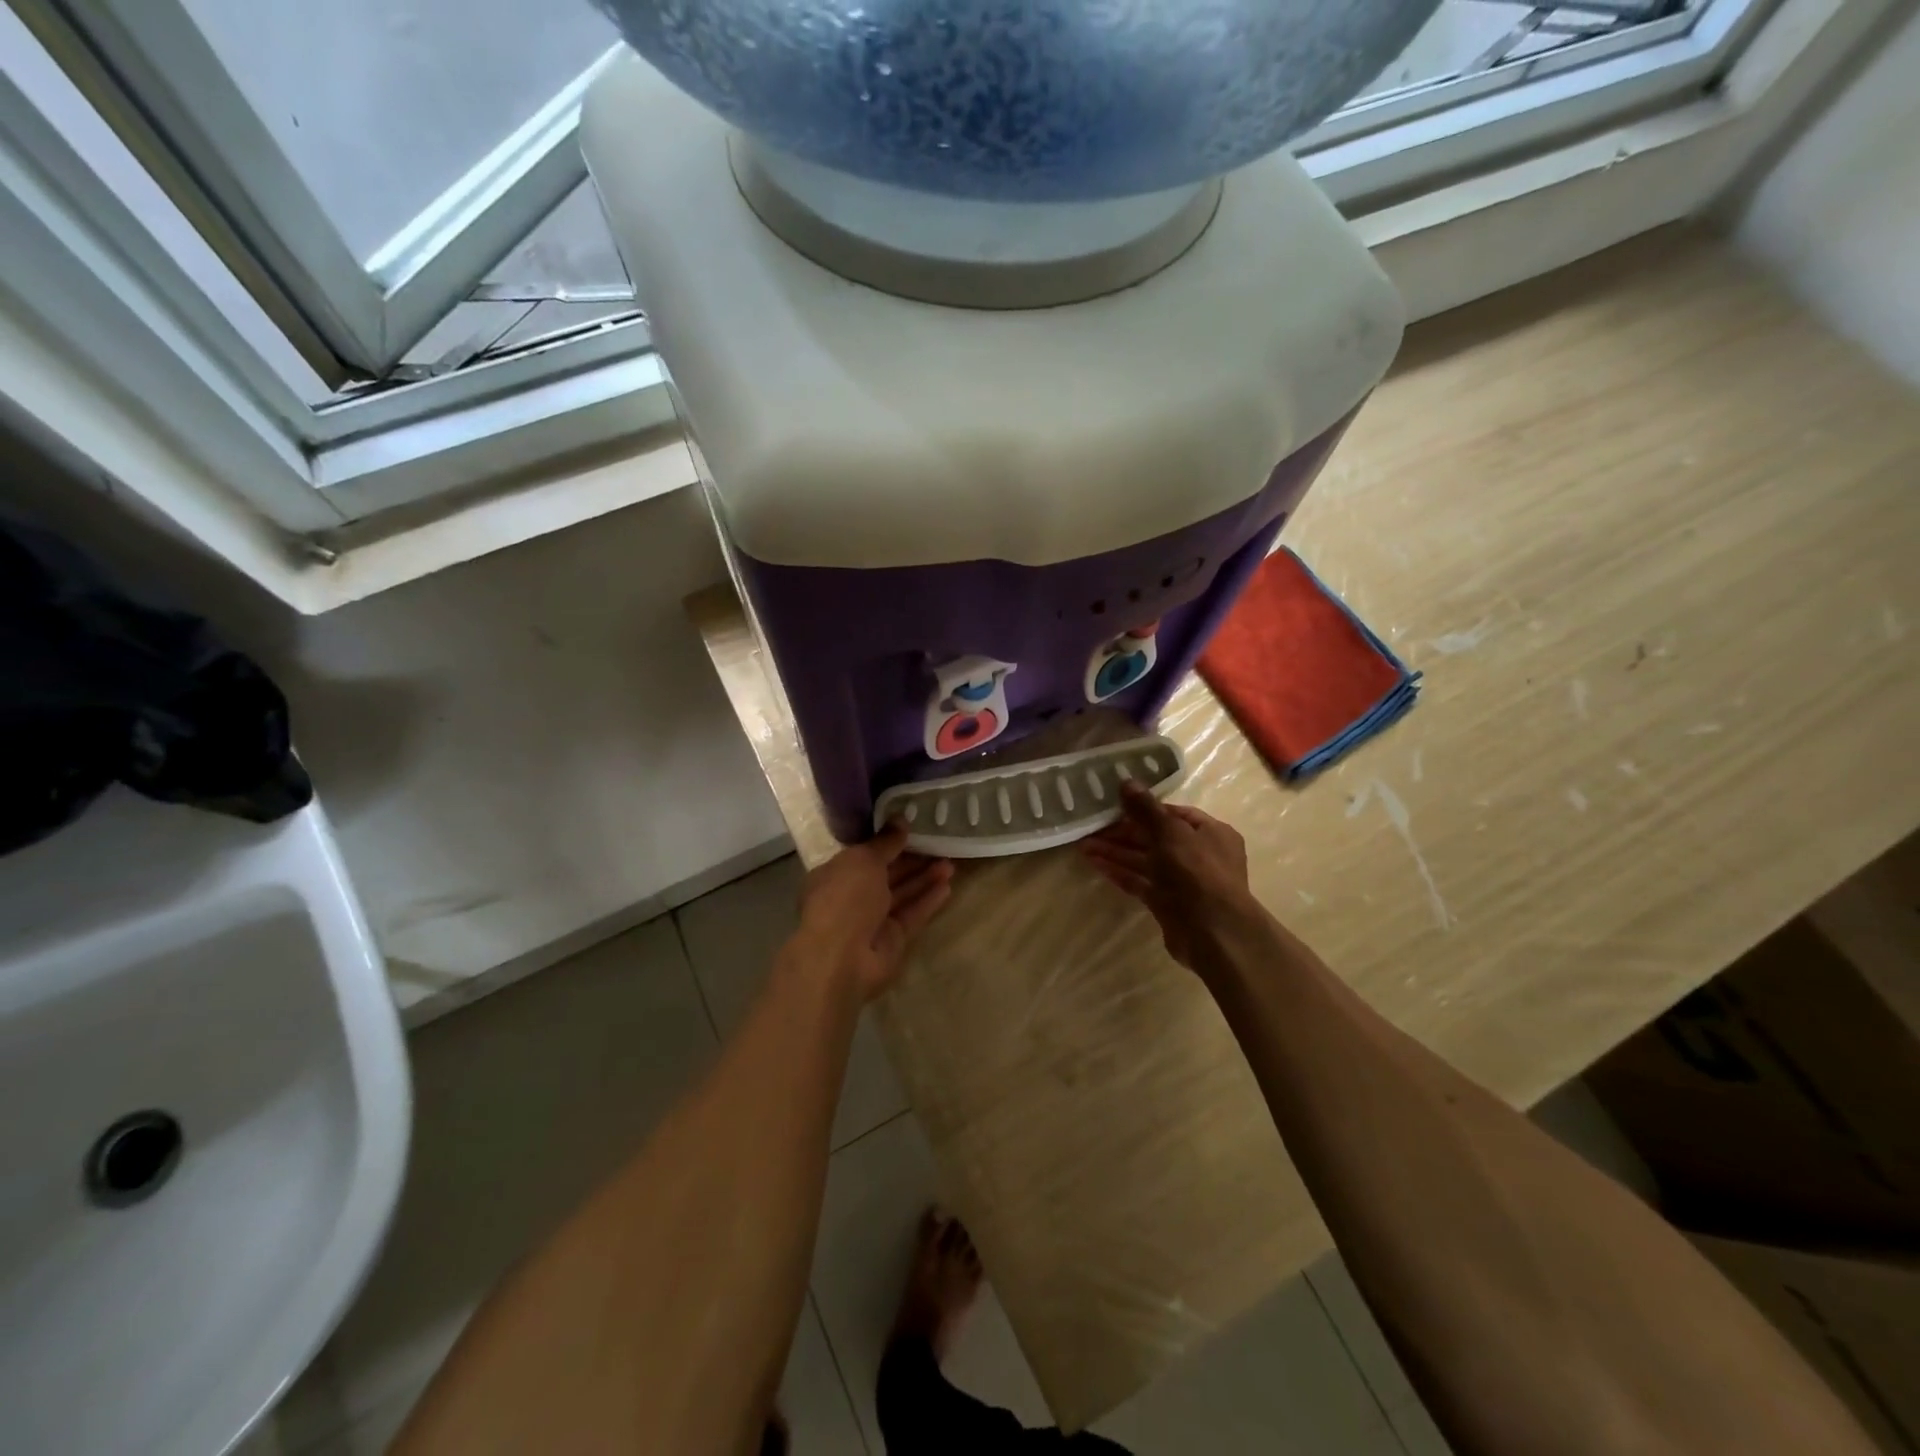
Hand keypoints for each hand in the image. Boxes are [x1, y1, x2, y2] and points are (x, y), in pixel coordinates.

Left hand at [789, 826, 953, 1001]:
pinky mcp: (892, 939)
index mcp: (836, 874)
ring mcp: (872, 920)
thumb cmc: (845, 898)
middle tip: (940, 844)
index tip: (914, 829)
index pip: (865, 854)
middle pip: (887, 874)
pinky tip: (948, 887)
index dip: (889, 842)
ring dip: (924, 878)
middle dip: (912, 860)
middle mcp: (852, 896)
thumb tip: (900, 818)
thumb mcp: (863, 859)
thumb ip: (886, 841)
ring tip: (950, 863)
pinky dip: (928, 901)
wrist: (842, 957)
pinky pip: (912, 915)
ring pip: (902, 894)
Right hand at [1080, 785, 1255, 970]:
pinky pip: (1140, 882)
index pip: (1174, 814)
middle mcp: (1199, 854)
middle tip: (1092, 826)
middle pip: (1156, 837)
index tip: (1116, 806)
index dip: (1145, 809)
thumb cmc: (1197, 872)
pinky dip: (1120, 872)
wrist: (1213, 932)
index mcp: (1211, 832)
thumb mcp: (1171, 832)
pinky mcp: (1167, 903)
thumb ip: (1146, 808)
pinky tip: (1095, 864)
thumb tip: (1126, 781)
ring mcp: (1183, 881)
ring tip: (1083, 845)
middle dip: (1123, 832)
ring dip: (1116, 852)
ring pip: (1145, 860)